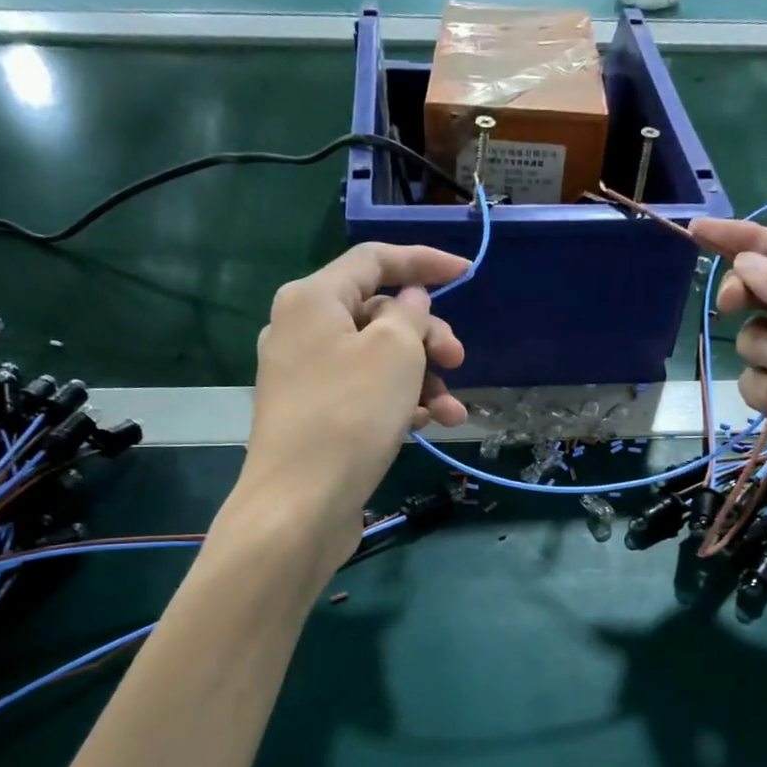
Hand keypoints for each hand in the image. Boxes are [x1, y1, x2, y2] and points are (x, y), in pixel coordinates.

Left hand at [233, 243, 469, 574]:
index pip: (374, 260)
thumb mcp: (395, 352)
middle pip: (378, 314)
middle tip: (458, 362)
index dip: (424, 261)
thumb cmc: (350, 416)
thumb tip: (410, 303)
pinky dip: (398, 403)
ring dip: (422, 380)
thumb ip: (411, 315)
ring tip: (453, 414)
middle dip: (427, 336)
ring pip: (377, 360)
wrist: (299, 506)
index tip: (467, 274)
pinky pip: (365, 393)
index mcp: (312, 299)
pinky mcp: (314, 417)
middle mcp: (301, 330)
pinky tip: (426, 426)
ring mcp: (305, 377)